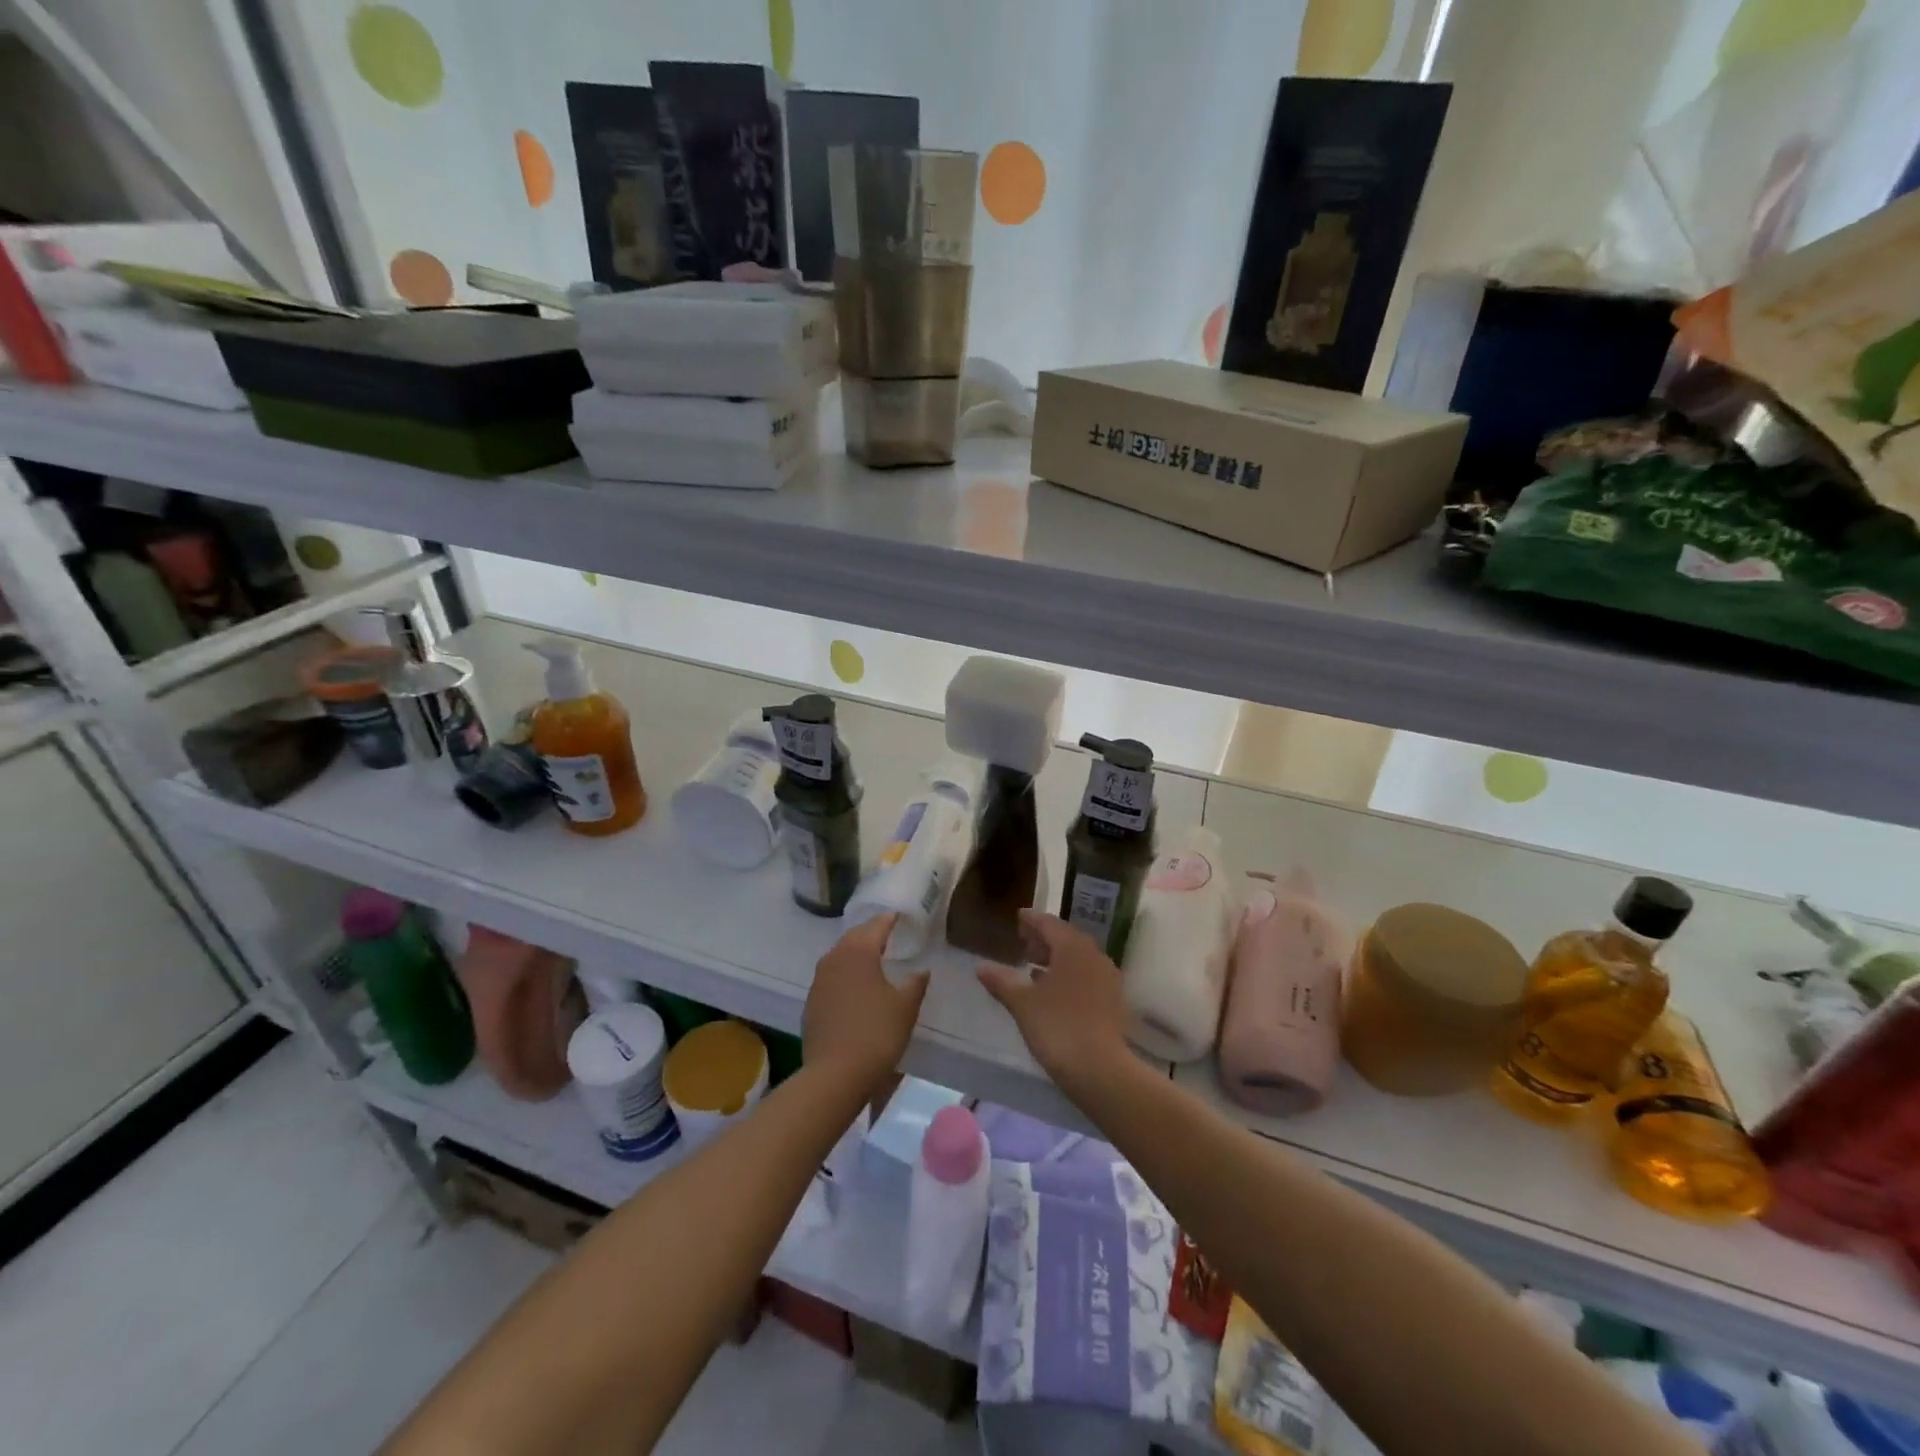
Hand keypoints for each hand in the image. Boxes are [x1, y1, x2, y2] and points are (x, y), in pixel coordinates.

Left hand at [802, 914, 928, 1091]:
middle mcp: (835, 959)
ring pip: (839, 956)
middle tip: (886, 932)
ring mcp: (819, 981)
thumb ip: (915, 984)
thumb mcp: (905, 1008)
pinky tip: (854, 986)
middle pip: (854, 937)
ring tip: (872, 957)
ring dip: (855, 952)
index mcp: (859, 952)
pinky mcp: (811, 1002)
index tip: (898, 915)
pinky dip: (845, 973)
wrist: (835, 1074)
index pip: (876, 926)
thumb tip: (922, 971)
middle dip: (870, 932)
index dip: (889, 919)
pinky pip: (831, 977)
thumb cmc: (876, 1034)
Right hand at [977, 911, 1130, 1098]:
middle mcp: (1093, 955)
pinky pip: (1086, 975)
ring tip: (1033, 967)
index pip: (1049, 923)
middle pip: (1066, 938)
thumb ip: (1002, 981)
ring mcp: (1107, 978)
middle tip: (1023, 942)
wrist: (1100, 1069)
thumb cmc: (1057, 1027)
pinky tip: (1053, 990)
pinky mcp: (1112, 1000)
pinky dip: (1068, 975)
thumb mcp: (1022, 1003)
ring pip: (1078, 958)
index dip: (1031, 920)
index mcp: (1072, 947)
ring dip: (1056, 958)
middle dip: (1044, 939)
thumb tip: (981, 967)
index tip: (1018, 917)